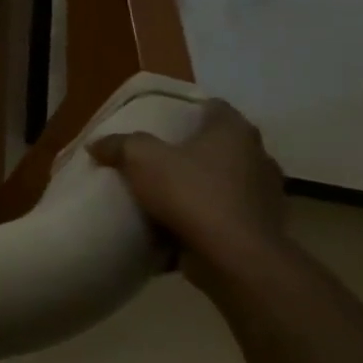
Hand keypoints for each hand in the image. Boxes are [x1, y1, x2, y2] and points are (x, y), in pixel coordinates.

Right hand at [89, 101, 289, 282]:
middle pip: (220, 144)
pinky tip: (181, 222)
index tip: (161, 120)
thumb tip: (98, 144)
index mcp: (234, 131)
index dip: (187, 110)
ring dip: (201, 183)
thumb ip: (119, 145)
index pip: (213, 106)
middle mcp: (258, 156)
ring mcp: (264, 193)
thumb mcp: (140, 158)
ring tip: (167, 192)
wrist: (234, 256)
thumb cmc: (191, 193)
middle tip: (158, 155)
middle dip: (192, 148)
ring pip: (226, 179)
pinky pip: (227, 211)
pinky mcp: (261, 226)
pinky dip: (207, 214)